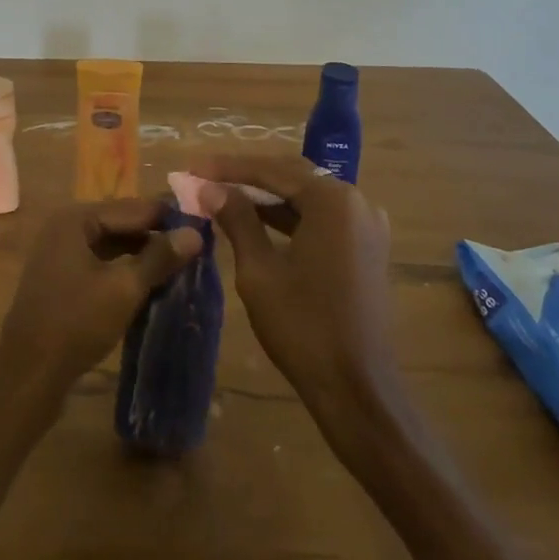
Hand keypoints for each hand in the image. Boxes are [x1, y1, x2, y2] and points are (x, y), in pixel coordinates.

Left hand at [0, 199, 202, 404]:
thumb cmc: (76, 323)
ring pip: (111, 244)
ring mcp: (60, 253)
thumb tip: (195, 233)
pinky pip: (100, 262)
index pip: (133, 207)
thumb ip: (159, 257)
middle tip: (196, 246)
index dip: (168, 216)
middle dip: (156, 235)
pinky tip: (149, 282)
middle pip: (121, 223)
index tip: (203, 223)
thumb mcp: (124, 289)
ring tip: (179, 264)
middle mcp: (66, 227)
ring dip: (142, 253)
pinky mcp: (61, 278)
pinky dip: (124, 269)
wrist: (28, 376)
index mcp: (76, 219)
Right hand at [197, 155, 397, 408]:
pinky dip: (289, 216)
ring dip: (266, 196)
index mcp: (333, 201)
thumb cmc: (304, 328)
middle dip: (246, 177)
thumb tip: (208, 187)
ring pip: (306, 196)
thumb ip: (236, 220)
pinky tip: (257, 221)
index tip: (192, 167)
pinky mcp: (366, 248)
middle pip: (291, 176)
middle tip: (205, 178)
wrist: (358, 392)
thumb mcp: (259, 271)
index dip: (228, 168)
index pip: (272, 170)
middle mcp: (356, 202)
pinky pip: (321, 218)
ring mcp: (365, 225)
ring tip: (223, 196)